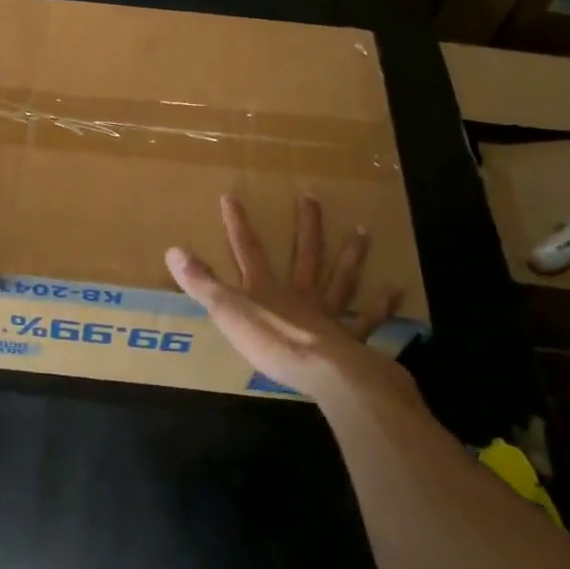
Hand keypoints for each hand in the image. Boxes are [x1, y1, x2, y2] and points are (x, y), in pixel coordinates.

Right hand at [166, 194, 415, 401]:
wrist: (325, 373)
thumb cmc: (273, 343)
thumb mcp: (228, 312)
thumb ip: (202, 282)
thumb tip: (172, 249)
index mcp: (267, 289)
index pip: (248, 250)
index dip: (238, 224)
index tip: (232, 196)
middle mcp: (300, 294)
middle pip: (304, 254)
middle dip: (305, 226)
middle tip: (312, 196)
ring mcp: (329, 314)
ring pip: (340, 279)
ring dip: (350, 255)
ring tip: (363, 231)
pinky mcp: (351, 339)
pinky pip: (367, 319)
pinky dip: (381, 306)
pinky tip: (396, 290)